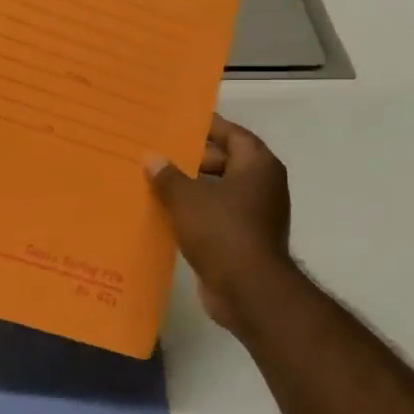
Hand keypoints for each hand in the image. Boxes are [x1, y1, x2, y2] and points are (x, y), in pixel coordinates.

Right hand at [146, 114, 299, 335]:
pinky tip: (165, 211)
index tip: (178, 122)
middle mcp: (262, 186)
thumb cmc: (222, 231)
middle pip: (225, 161)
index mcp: (257, 167)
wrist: (248, 291)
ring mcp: (255, 214)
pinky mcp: (243, 239)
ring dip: (190, 186)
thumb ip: (167, 175)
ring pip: (218, 190)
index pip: (232, 134)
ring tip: (154, 179)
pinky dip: (194, 211)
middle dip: (192, 158)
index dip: (207, 127)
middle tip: (158, 151)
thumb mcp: (187, 198)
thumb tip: (152, 157)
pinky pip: (215, 214)